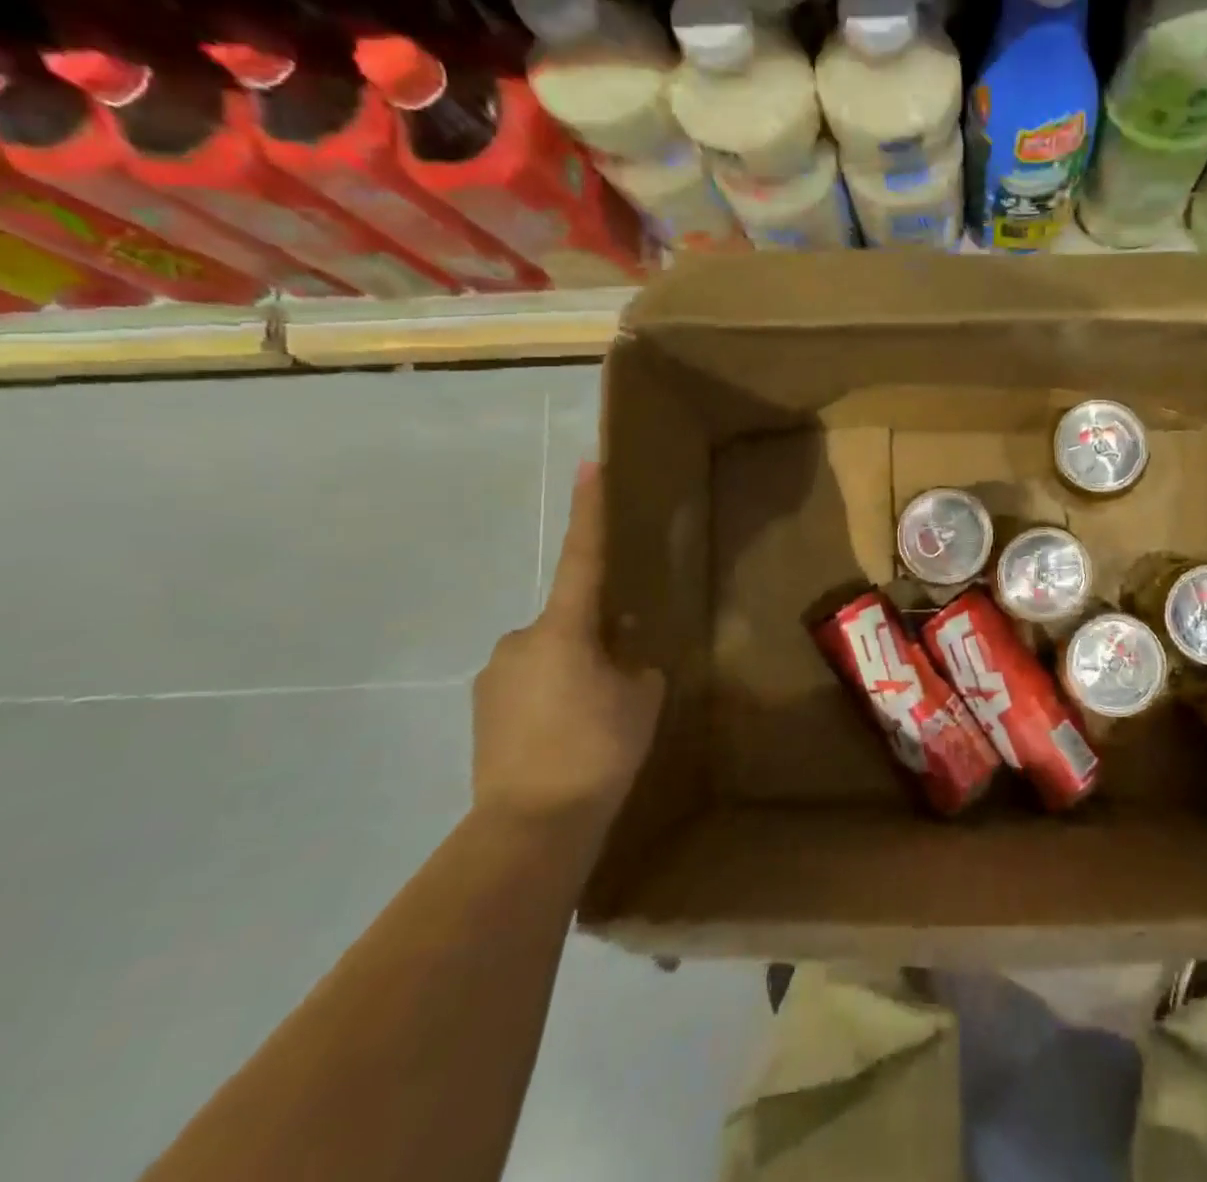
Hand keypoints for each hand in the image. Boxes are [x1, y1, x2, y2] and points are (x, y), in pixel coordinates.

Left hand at [472, 460, 663, 830]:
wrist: (530, 829)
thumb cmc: (596, 750)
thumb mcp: (640, 699)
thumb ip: (635, 663)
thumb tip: (620, 651)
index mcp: (563, 629)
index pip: (582, 557)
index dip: (588, 509)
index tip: (589, 462)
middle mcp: (519, 640)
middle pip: (568, 622)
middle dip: (594, 639)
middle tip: (620, 683)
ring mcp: (494, 676)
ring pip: (548, 656)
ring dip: (573, 673)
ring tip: (593, 722)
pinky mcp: (482, 711)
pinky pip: (528, 686)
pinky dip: (552, 698)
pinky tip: (566, 739)